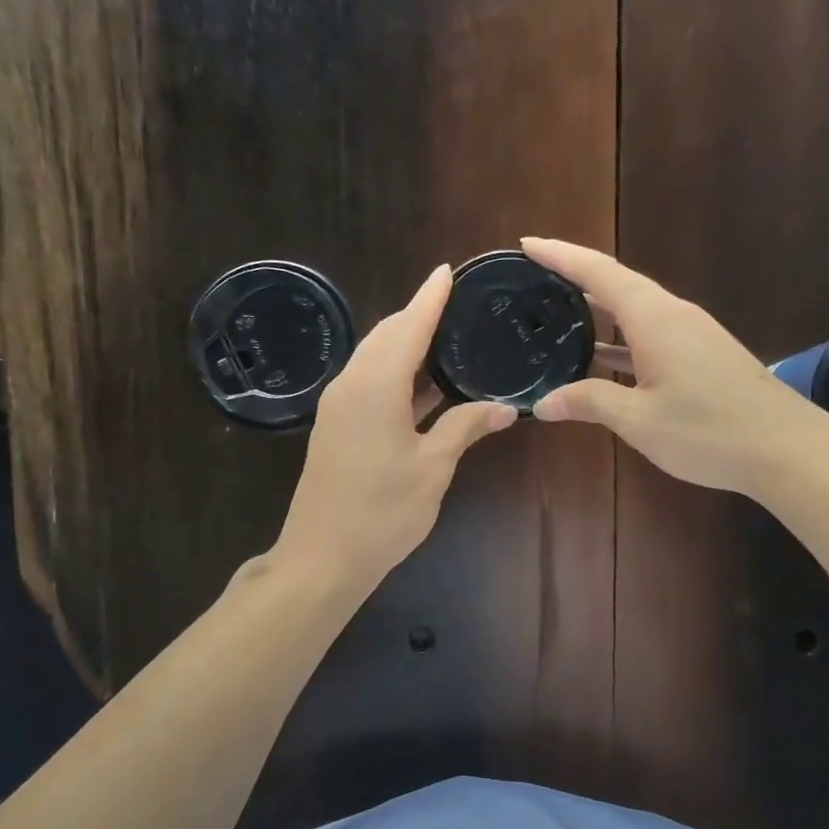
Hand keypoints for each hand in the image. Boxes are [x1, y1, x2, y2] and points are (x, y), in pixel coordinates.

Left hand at [274, 265, 517, 589]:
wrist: (322, 557)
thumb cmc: (382, 512)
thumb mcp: (433, 468)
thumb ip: (466, 428)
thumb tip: (506, 408)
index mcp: (376, 385)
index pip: (408, 326)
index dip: (429, 298)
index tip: (448, 271)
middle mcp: (351, 384)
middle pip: (386, 336)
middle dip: (417, 315)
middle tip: (455, 304)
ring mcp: (338, 405)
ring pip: (374, 358)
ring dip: (405, 344)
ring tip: (445, 335)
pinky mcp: (336, 426)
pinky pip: (368, 382)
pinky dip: (396, 372)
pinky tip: (423, 382)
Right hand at [524, 238, 828, 497]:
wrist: (786, 449)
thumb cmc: (708, 431)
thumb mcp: (639, 420)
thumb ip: (589, 403)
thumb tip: (542, 403)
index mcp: (655, 318)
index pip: (599, 273)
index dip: (561, 256)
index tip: (527, 244)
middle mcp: (674, 315)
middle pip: (617, 285)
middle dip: (575, 278)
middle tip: (534, 281)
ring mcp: (693, 335)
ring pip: (635, 312)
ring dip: (598, 312)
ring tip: (558, 316)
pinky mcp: (704, 355)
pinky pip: (651, 334)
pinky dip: (620, 339)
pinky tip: (601, 358)